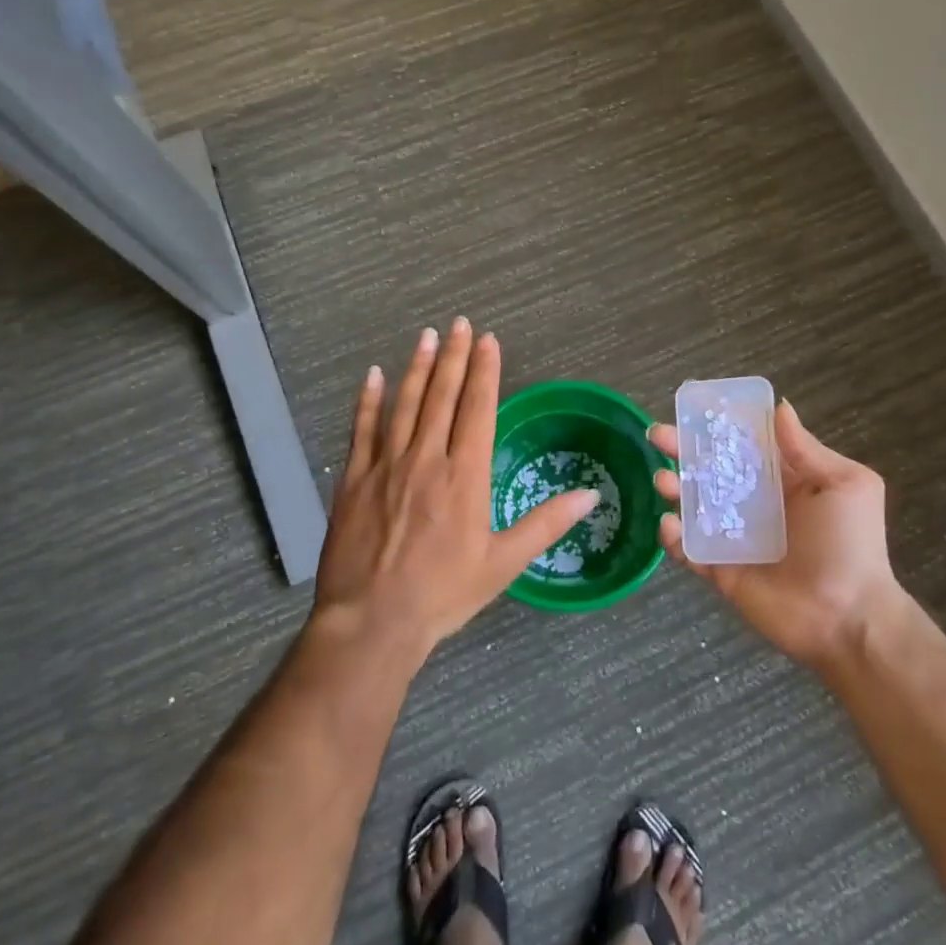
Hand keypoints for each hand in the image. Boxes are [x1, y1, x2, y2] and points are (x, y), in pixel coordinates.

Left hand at [312, 319, 600, 665]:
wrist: (372, 622)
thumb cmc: (444, 594)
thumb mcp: (503, 563)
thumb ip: (545, 524)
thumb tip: (591, 494)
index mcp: (465, 476)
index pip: (479, 410)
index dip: (486, 372)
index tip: (489, 340)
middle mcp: (427, 459)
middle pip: (442, 396)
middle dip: (455, 357)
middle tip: (461, 323)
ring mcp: (386, 466)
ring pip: (404, 404)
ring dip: (418, 367)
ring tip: (428, 336)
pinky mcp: (354, 480)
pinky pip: (362, 430)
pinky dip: (368, 401)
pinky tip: (373, 375)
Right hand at [653, 400, 909, 669]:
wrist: (849, 617)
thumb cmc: (851, 544)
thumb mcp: (845, 485)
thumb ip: (806, 449)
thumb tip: (780, 407)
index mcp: (782, 479)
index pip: (742, 444)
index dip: (717, 426)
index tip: (691, 408)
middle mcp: (754, 503)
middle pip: (710, 469)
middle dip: (681, 449)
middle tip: (657, 435)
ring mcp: (734, 537)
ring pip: (693, 505)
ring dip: (673, 488)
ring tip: (664, 480)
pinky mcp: (721, 570)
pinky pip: (690, 550)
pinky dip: (673, 537)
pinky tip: (669, 524)